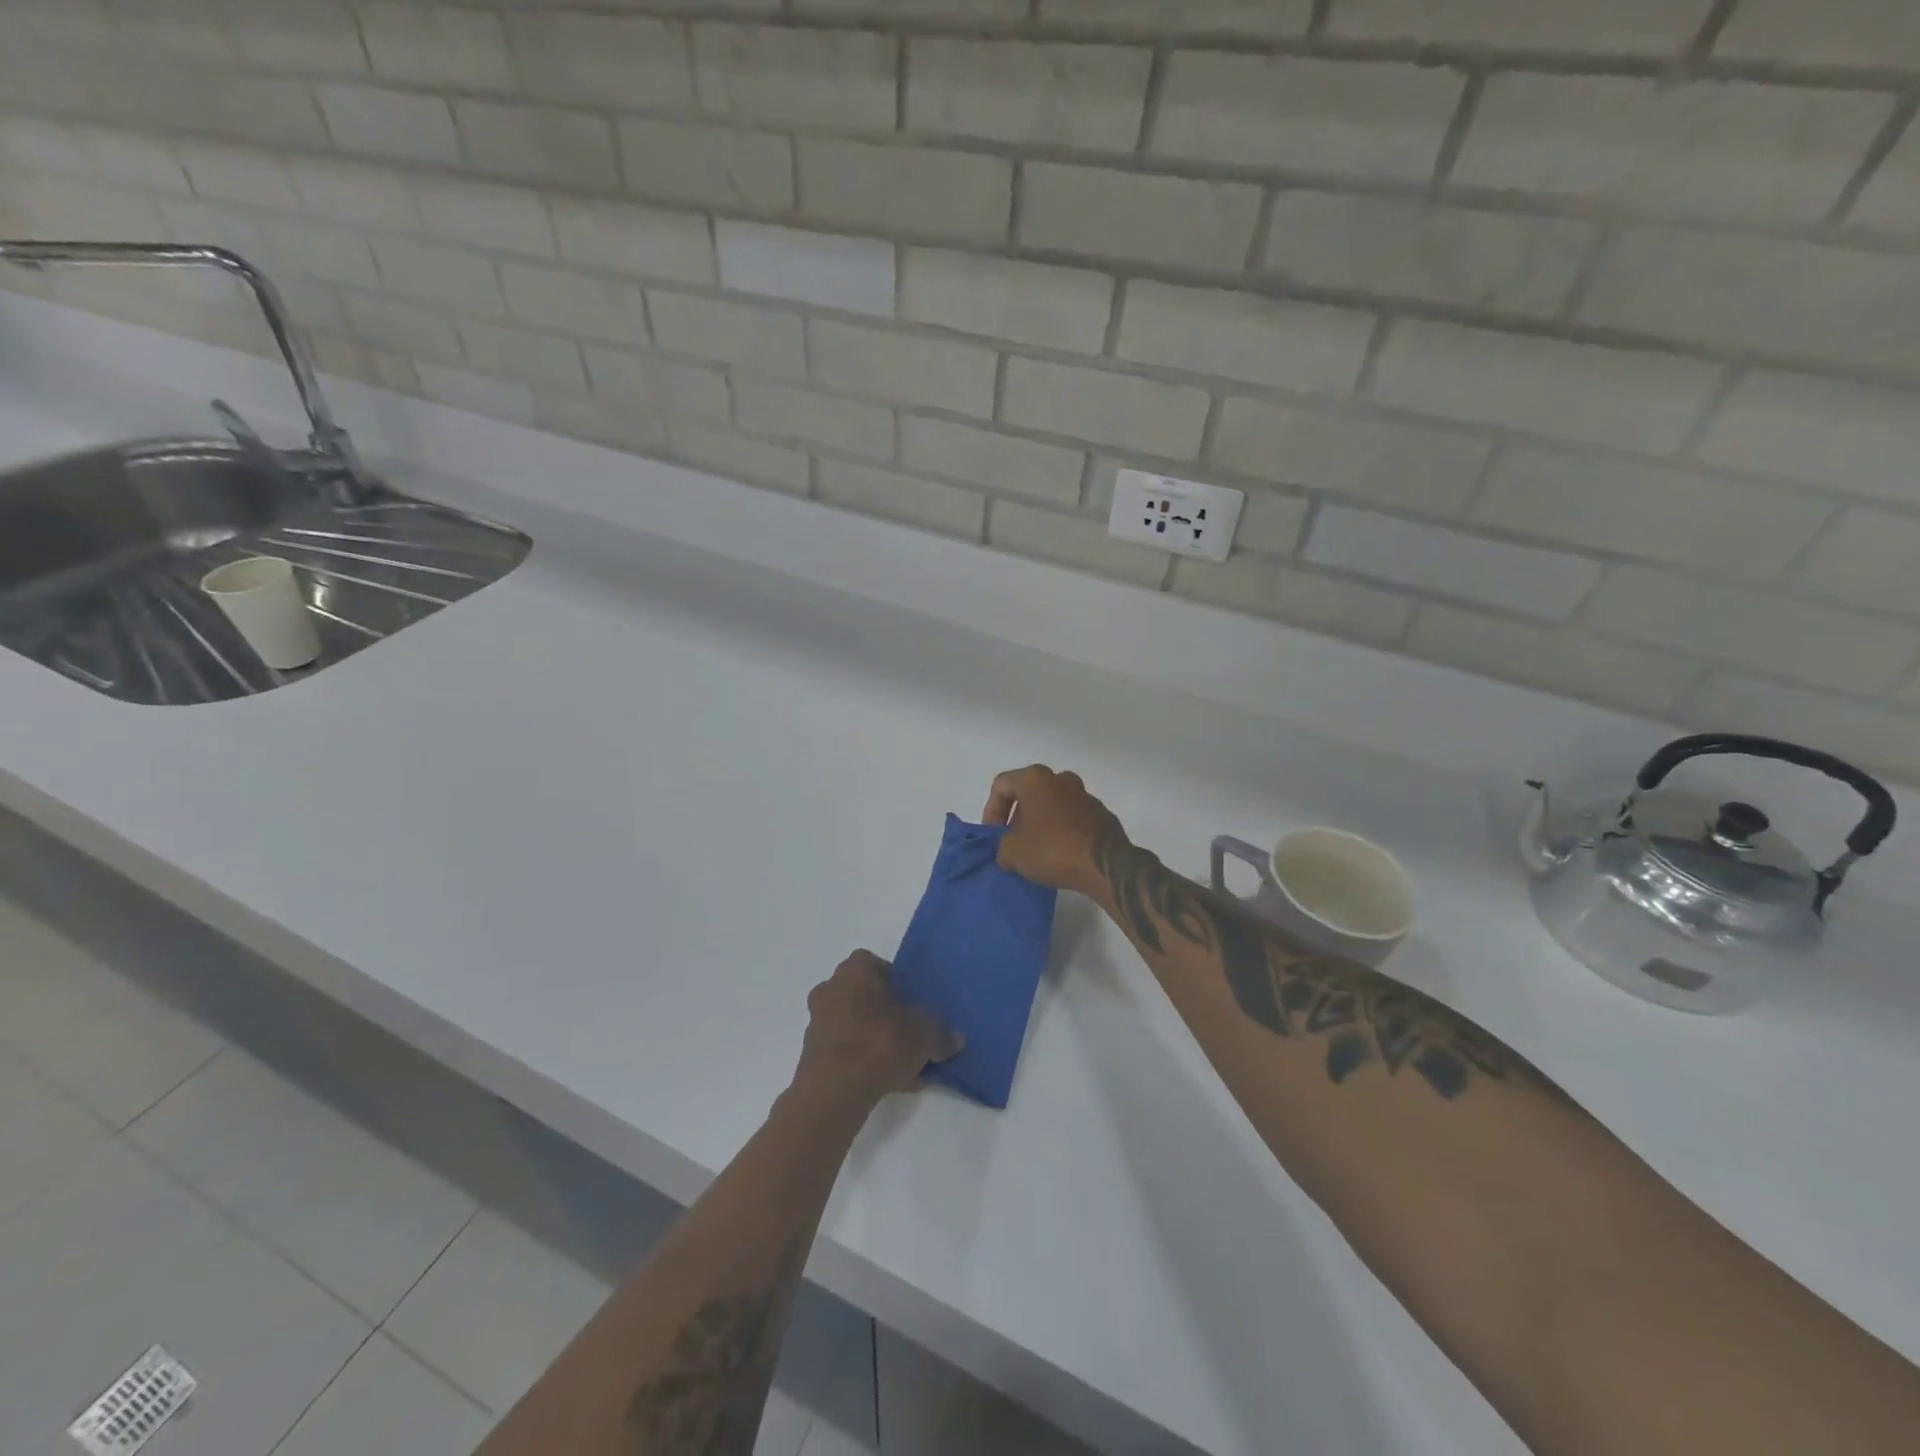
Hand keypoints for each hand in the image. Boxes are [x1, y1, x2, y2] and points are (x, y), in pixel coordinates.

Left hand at [793, 951, 961, 1107]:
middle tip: (909, 1033)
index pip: (875, 964)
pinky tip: (887, 1082)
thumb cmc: (879, 1044)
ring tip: (903, 1066)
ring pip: (854, 1024)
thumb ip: (941, 1033)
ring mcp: (817, 1022)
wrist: (834, 1092)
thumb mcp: (924, 1035)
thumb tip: (955, 1038)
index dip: (896, 981)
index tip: (912, 1002)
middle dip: (885, 1013)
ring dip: (875, 1039)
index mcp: (854, 971)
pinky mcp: (812, 1054)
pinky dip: (863, 1061)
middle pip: (864, 995)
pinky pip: (845, 1050)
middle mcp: (830, 988)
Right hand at [982, 765, 1122, 894]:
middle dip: (1017, 816)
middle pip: (1029, 792)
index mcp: (1035, 778)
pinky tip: (1059, 854)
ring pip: (1052, 804)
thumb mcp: (1012, 852)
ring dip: (1040, 823)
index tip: (994, 835)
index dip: (991, 810)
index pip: (1002, 785)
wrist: (1105, 864)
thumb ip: (1002, 846)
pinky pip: (1072, 818)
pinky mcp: (1101, 813)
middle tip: (1012, 841)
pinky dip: (1061, 831)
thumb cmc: (1052, 849)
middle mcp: (1060, 778)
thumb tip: (1010, 851)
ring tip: (1035, 850)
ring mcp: (1084, 794)